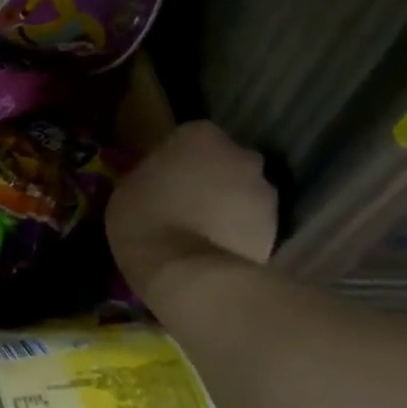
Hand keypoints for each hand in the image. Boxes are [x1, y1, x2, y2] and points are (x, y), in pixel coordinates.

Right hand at [105, 120, 277, 288]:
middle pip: (225, 162)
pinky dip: (240, 233)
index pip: (191, 138)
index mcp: (200, 135)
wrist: (186, 272)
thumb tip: (160, 178)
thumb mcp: (128, 186)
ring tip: (203, 232)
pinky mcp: (278, 229)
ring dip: (229, 206)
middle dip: (212, 179)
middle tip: (187, 203)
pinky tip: (216, 250)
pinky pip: (253, 224)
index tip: (165, 179)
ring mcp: (265, 192)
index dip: (178, 159)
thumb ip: (152, 173)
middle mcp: (240, 154)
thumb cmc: (144, 218)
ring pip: (244, 193)